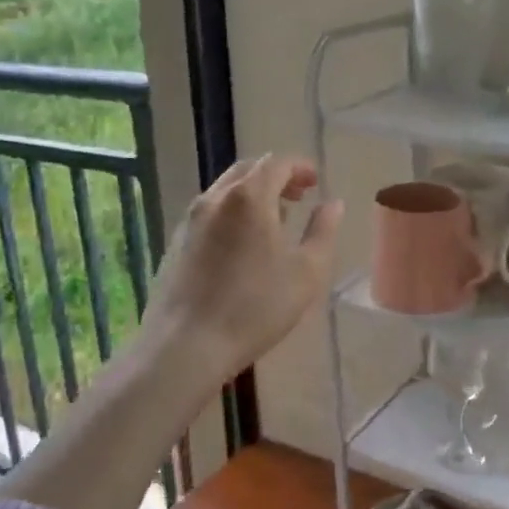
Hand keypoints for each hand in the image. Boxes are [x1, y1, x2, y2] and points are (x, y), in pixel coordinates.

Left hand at [139, 154, 341, 382]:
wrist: (186, 345)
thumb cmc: (255, 307)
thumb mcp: (306, 272)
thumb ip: (323, 231)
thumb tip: (333, 204)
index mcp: (249, 197)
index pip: (276, 164)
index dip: (299, 167)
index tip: (316, 181)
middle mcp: (215, 198)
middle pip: (248, 170)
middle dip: (276, 176)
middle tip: (298, 195)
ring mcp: (190, 219)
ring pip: (225, 190)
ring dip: (253, 194)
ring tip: (275, 219)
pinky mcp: (176, 242)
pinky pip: (210, 212)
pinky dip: (232, 212)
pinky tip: (243, 243)